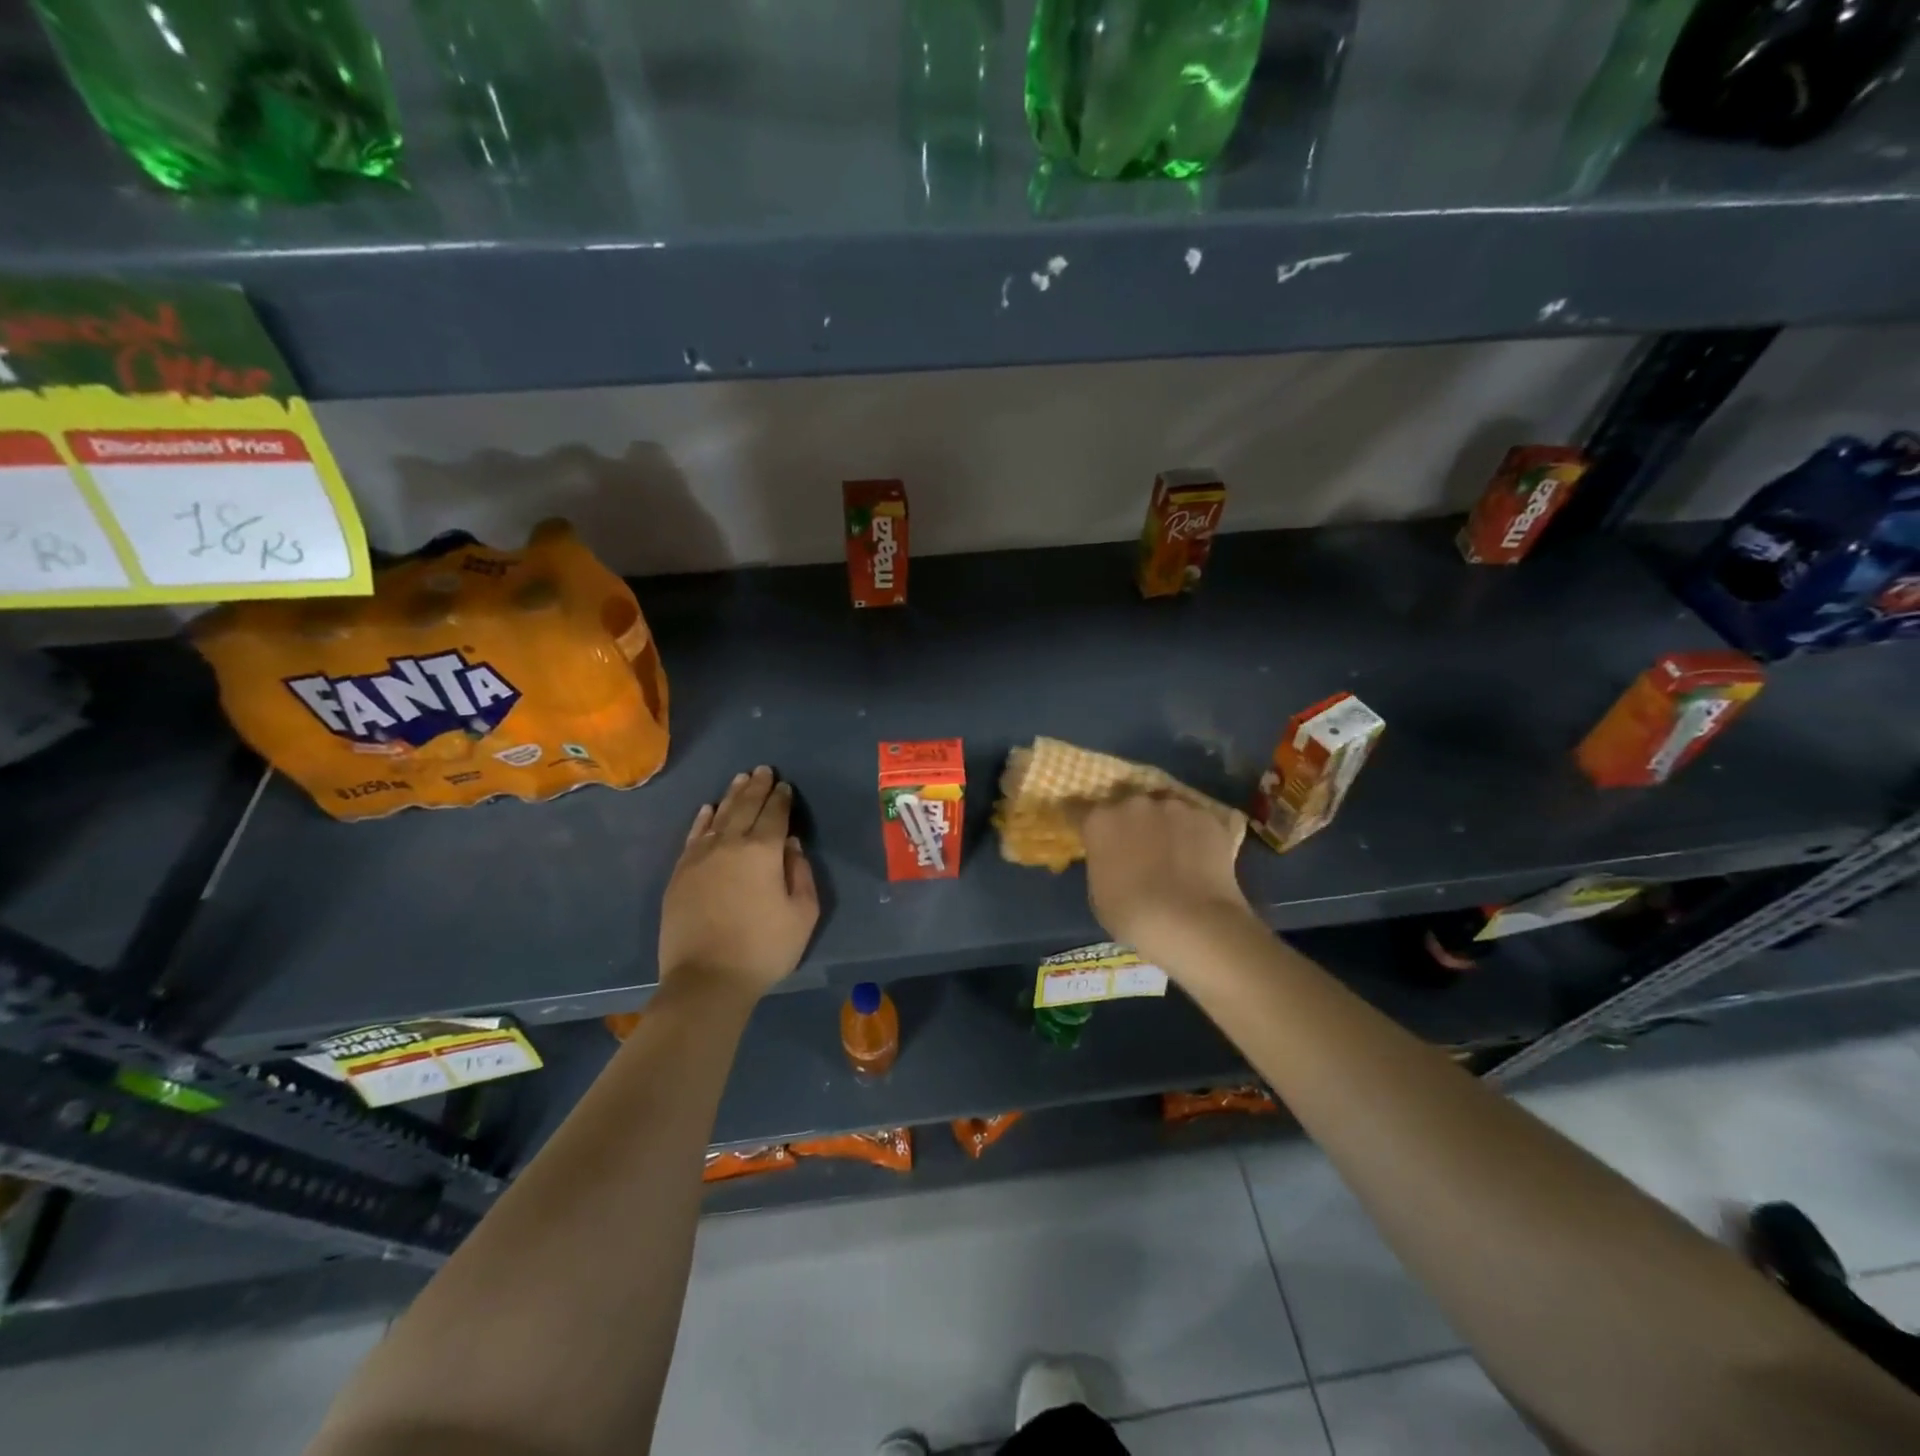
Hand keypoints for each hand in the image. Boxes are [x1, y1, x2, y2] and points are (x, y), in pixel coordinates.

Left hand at [658, 766, 818, 998]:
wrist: (706, 979)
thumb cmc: (764, 948)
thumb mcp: (802, 914)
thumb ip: (800, 873)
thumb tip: (790, 845)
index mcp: (764, 851)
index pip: (775, 815)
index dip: (782, 799)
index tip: (785, 786)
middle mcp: (730, 844)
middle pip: (746, 807)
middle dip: (757, 787)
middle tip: (764, 770)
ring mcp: (700, 857)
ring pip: (719, 816)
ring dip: (732, 795)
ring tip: (741, 779)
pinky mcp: (680, 873)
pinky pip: (693, 836)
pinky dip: (703, 819)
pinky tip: (708, 809)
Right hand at [1079, 791, 1253, 961]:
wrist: (1191, 922)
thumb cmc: (1133, 916)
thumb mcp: (1099, 892)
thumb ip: (1103, 863)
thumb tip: (1113, 860)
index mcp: (1100, 821)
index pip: (1079, 810)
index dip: (1085, 823)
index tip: (1090, 834)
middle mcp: (1134, 804)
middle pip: (1127, 805)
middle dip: (1130, 822)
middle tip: (1138, 847)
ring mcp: (1173, 807)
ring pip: (1164, 810)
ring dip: (1164, 825)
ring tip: (1174, 852)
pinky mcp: (1207, 818)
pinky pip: (1195, 822)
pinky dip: (1194, 835)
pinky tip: (1200, 857)